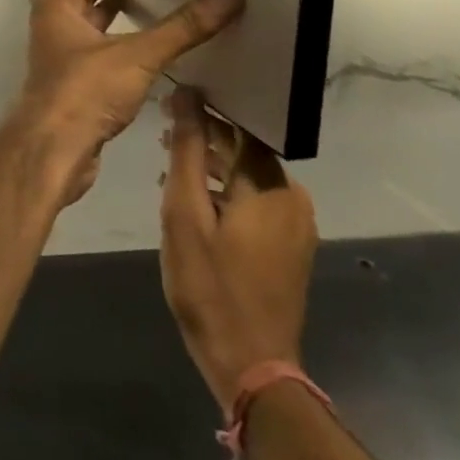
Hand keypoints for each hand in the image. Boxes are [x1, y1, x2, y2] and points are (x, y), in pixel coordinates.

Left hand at [1, 0, 244, 205]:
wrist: (52, 150)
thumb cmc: (83, 93)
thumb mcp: (137, 55)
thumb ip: (182, 27)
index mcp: (59, 5)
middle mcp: (55, 24)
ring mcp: (61, 53)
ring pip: (93, 21)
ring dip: (117, 10)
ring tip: (151, 0)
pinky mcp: (72, 81)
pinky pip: (101, 47)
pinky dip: (121, 39)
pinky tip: (146, 47)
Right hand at [159, 87, 317, 409]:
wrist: (250, 366)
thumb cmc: (210, 285)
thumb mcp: (184, 212)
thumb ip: (187, 150)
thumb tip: (186, 94)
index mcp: (271, 186)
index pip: (240, 124)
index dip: (205, 109)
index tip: (170, 104)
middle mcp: (293, 199)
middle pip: (246, 149)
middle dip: (205, 138)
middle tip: (163, 134)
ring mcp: (296, 226)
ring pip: (249, 176)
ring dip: (212, 166)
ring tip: (170, 165)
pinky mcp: (290, 248)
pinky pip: (256, 200)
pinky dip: (226, 192)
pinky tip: (193, 200)